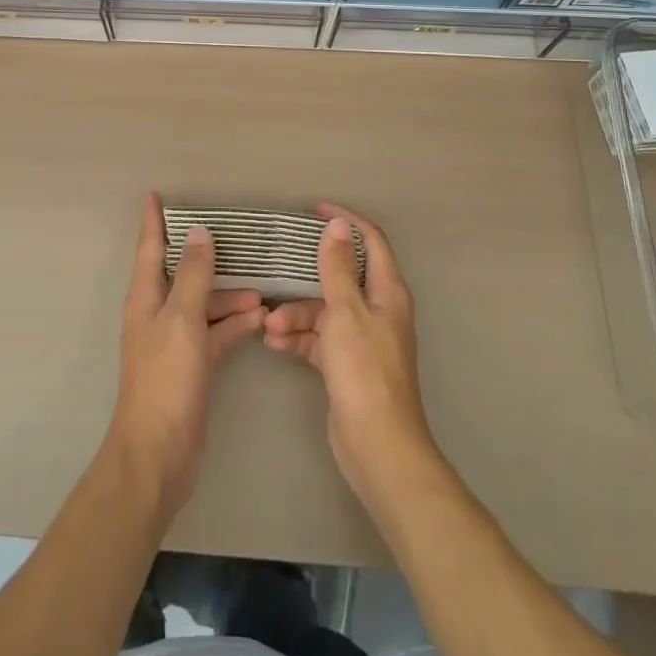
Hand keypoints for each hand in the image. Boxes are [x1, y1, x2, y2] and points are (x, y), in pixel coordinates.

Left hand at [106, 193, 266, 518]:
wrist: (159, 454)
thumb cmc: (166, 379)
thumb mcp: (182, 319)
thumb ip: (192, 275)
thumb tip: (199, 232)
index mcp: (145, 297)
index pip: (150, 247)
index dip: (154, 221)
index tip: (156, 194)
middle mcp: (158, 313)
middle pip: (183, 275)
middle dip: (208, 260)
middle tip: (239, 243)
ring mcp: (175, 341)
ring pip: (204, 305)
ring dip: (229, 297)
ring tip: (264, 293)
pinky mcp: (193, 366)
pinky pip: (215, 334)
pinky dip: (234, 326)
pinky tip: (260, 321)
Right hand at [264, 204, 435, 507]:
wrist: (377, 446)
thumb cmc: (364, 371)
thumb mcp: (346, 312)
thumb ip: (338, 268)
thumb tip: (337, 226)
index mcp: (387, 292)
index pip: (370, 241)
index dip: (346, 221)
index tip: (314, 210)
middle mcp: (377, 310)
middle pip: (340, 277)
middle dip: (305, 276)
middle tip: (277, 265)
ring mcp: (361, 339)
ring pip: (323, 311)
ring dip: (295, 314)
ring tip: (269, 327)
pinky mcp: (346, 364)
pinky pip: (318, 339)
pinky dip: (298, 338)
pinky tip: (274, 344)